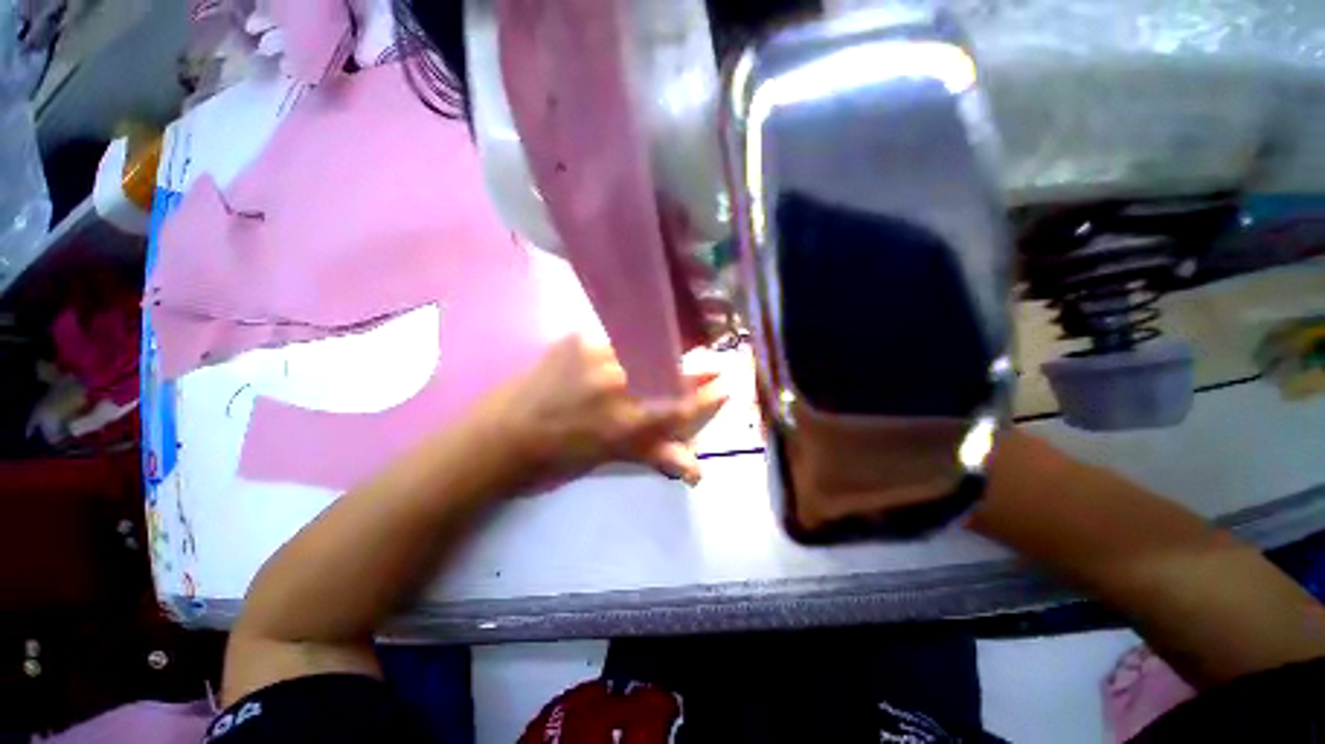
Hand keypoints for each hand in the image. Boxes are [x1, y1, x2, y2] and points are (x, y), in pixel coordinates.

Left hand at [471, 336, 728, 488]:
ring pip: (648, 346)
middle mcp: (621, 385)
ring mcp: (599, 356)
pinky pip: (615, 334)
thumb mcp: (612, 458)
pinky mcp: (578, 339)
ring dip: (668, 350)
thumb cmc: (561, 455)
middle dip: (698, 368)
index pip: (684, 404)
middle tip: (712, 363)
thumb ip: (658, 456)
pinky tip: (633, 342)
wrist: (504, 435)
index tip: (726, 385)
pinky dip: (629, 340)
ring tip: (676, 350)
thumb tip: (699, 471)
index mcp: (630, 421)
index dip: (709, 395)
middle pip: (672, 371)